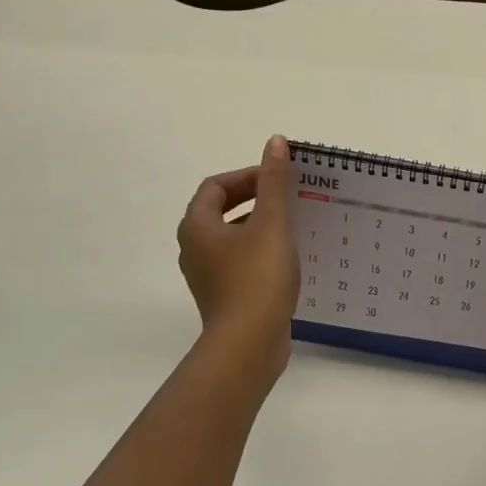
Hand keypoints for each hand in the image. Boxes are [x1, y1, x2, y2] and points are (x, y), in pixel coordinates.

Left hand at [176, 135, 298, 372]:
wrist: (249, 344)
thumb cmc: (257, 276)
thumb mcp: (271, 222)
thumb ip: (273, 181)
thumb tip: (274, 141)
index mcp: (197, 226)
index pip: (215, 186)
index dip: (246, 176)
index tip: (277, 179)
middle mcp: (194, 248)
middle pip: (221, 210)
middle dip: (254, 199)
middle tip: (286, 197)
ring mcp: (206, 275)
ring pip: (231, 237)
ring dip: (259, 226)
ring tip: (292, 225)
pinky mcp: (223, 296)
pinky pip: (239, 262)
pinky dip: (259, 251)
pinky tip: (286, 257)